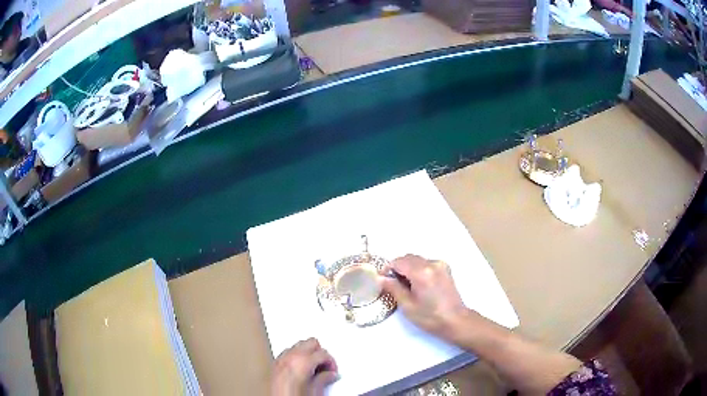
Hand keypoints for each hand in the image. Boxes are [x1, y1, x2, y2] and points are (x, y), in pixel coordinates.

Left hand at [270, 338, 338, 395]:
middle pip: (311, 343)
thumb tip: (329, 374)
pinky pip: (288, 353)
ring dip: (307, 354)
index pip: (323, 353)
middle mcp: (290, 357)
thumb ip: (324, 379)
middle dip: (320, 353)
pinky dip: (296, 357)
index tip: (333, 371)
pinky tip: (300, 370)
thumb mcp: (315, 391)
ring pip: (298, 346)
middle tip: (324, 367)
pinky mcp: (274, 365)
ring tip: (313, 368)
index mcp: (303, 361)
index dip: (331, 362)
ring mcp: (281, 359)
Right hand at [382, 254, 466, 339]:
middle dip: (397, 267)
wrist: (455, 320)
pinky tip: (417, 283)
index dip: (387, 268)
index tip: (381, 278)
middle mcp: (432, 263)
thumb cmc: (430, 317)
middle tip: (391, 283)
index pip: (399, 262)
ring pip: (417, 259)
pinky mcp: (445, 268)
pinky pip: (426, 263)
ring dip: (408, 267)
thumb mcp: (407, 305)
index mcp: (421, 272)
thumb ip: (393, 288)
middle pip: (408, 258)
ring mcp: (440, 264)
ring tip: (404, 285)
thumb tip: (381, 278)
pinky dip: (418, 269)